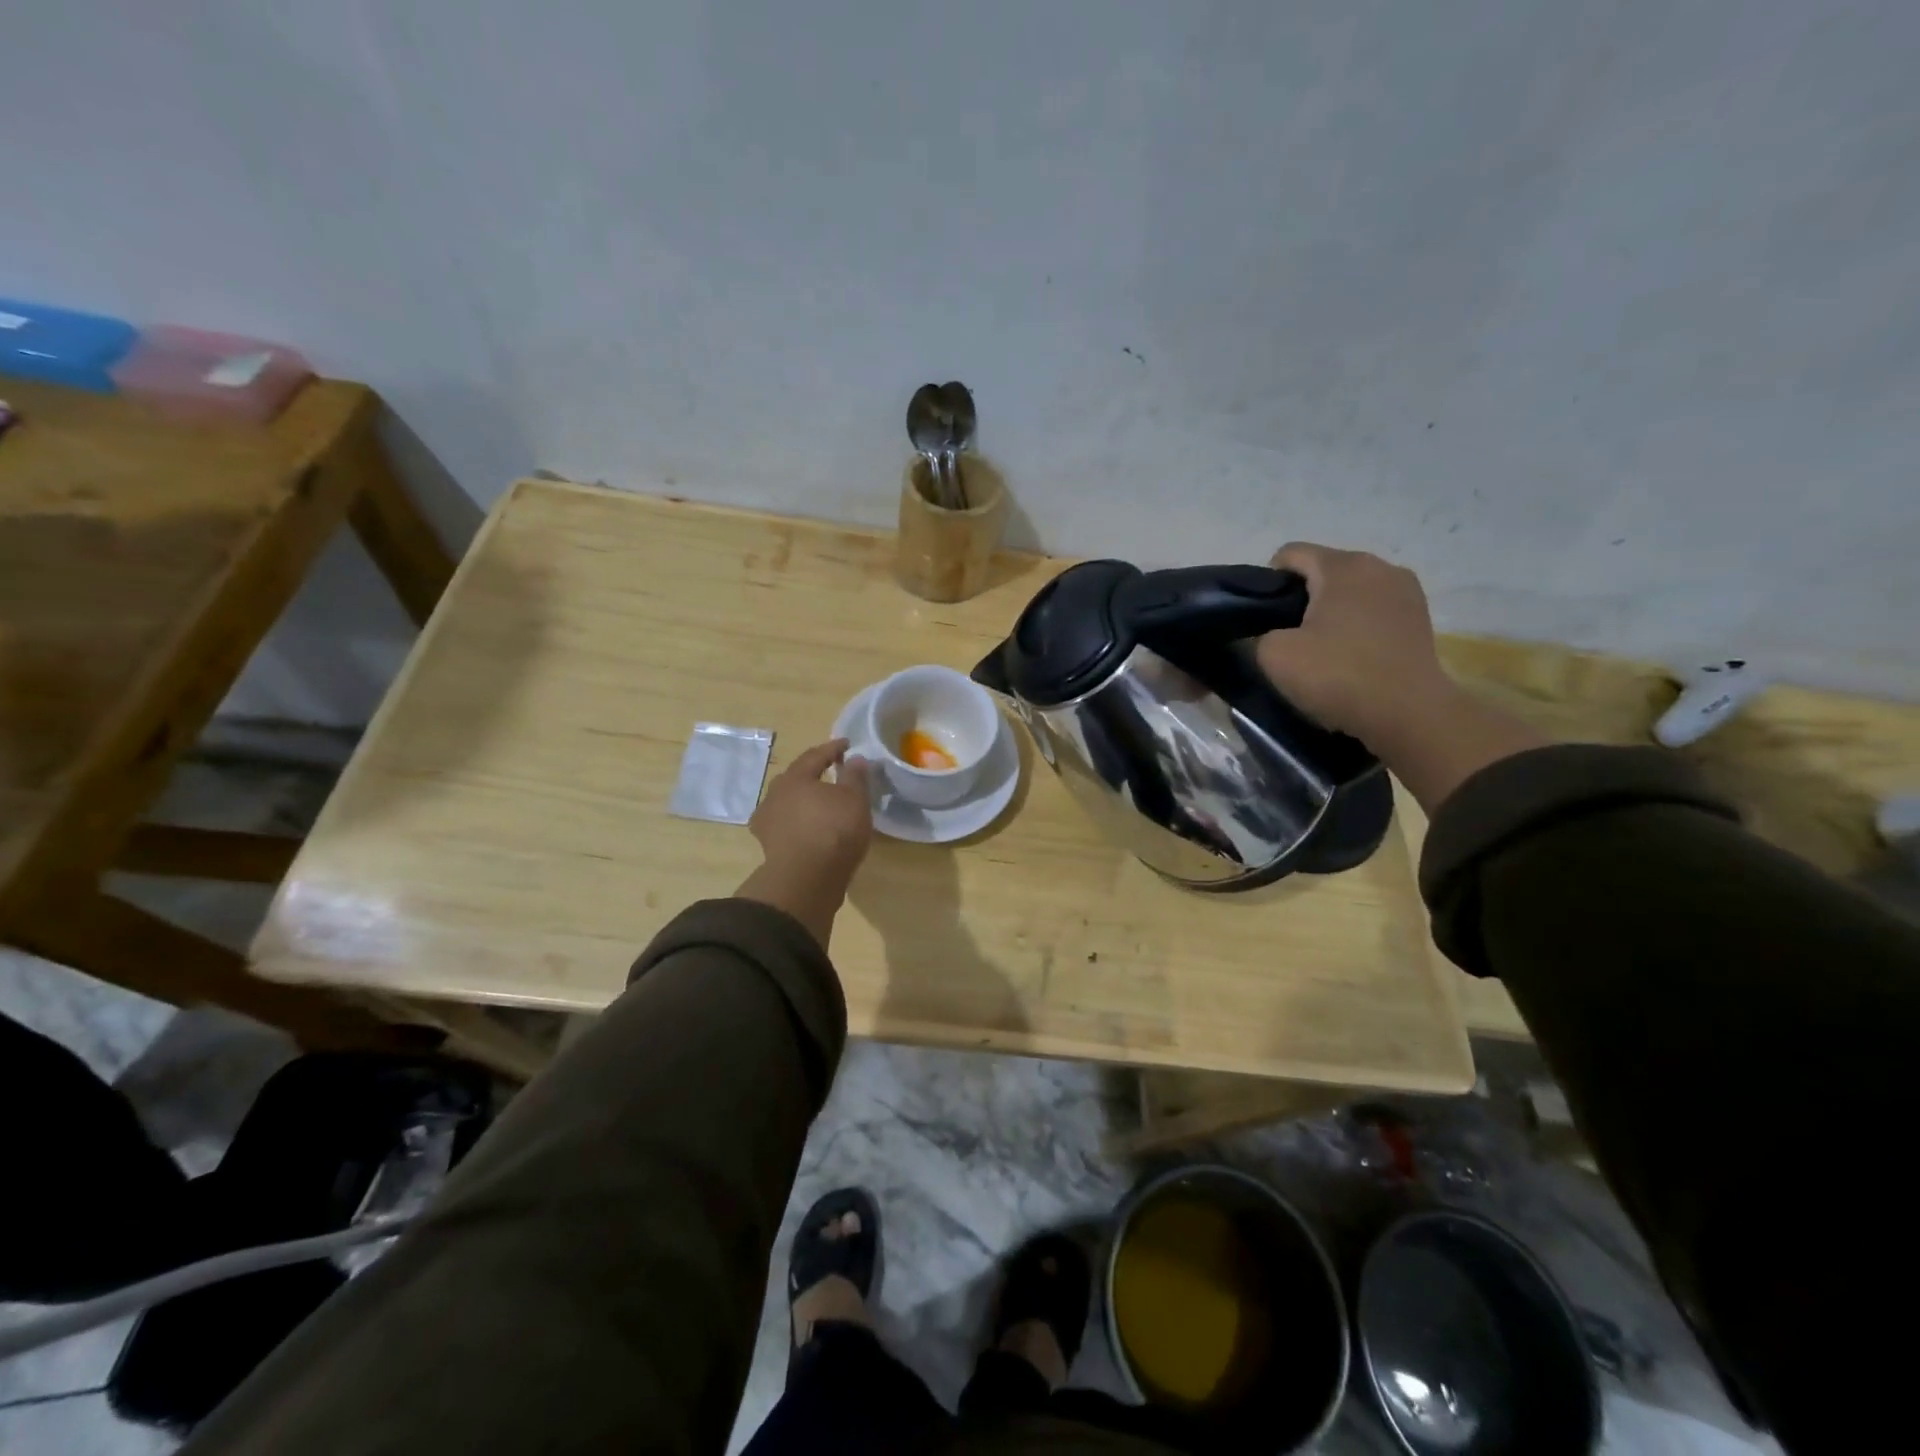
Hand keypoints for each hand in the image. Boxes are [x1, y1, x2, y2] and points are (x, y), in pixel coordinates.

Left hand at [738, 739, 873, 947]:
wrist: (807, 879)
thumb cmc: (834, 830)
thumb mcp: (855, 799)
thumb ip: (855, 776)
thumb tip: (855, 759)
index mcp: (795, 777)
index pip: (815, 755)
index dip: (833, 748)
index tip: (848, 745)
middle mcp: (775, 794)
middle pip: (796, 778)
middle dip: (814, 773)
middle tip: (832, 772)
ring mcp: (768, 821)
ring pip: (788, 802)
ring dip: (804, 799)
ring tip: (821, 803)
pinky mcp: (769, 846)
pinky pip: (786, 826)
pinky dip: (798, 822)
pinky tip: (807, 828)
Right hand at [1253, 543, 1452, 744]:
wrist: (1408, 714)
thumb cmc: (1338, 675)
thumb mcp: (1274, 656)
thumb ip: (1258, 634)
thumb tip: (1264, 633)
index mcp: (1342, 566)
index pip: (1290, 553)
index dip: (1268, 582)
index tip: (1264, 618)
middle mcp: (1378, 565)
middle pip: (1323, 569)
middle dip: (1302, 596)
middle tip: (1289, 636)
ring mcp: (1406, 589)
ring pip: (1351, 589)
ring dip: (1332, 610)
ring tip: (1323, 647)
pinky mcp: (1421, 616)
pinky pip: (1374, 608)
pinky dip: (1358, 623)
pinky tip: (1352, 654)